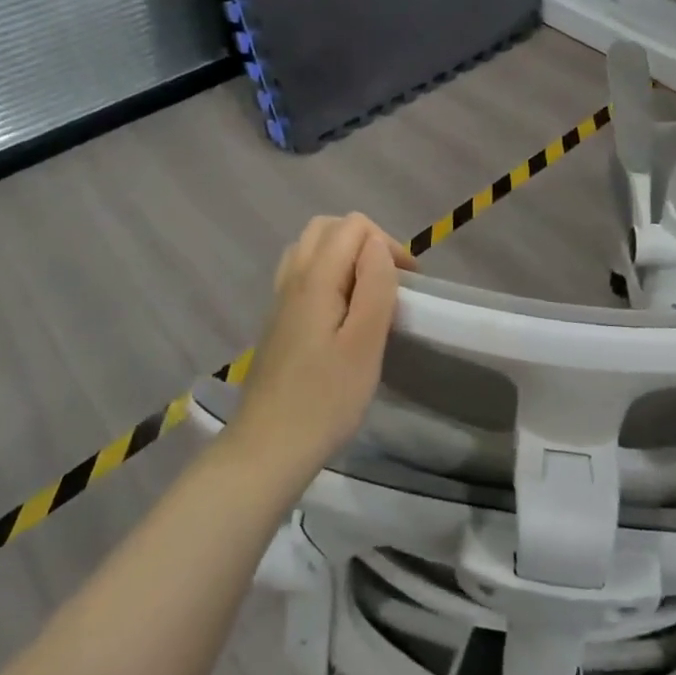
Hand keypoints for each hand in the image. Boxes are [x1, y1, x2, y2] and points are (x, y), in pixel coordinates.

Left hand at [228, 214, 416, 487]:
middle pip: (327, 228)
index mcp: (315, 277)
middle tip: (389, 279)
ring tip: (368, 291)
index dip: (386, 243)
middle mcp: (293, 278)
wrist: (267, 448)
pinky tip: (341, 312)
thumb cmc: (325, 399)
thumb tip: (378, 245)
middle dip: (365, 241)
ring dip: (344, 255)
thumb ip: (374, 286)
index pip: (353, 226)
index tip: (408, 282)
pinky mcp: (277, 321)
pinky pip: (302, 274)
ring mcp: (280, 299)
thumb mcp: (364, 344)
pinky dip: (327, 274)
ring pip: (311, 249)